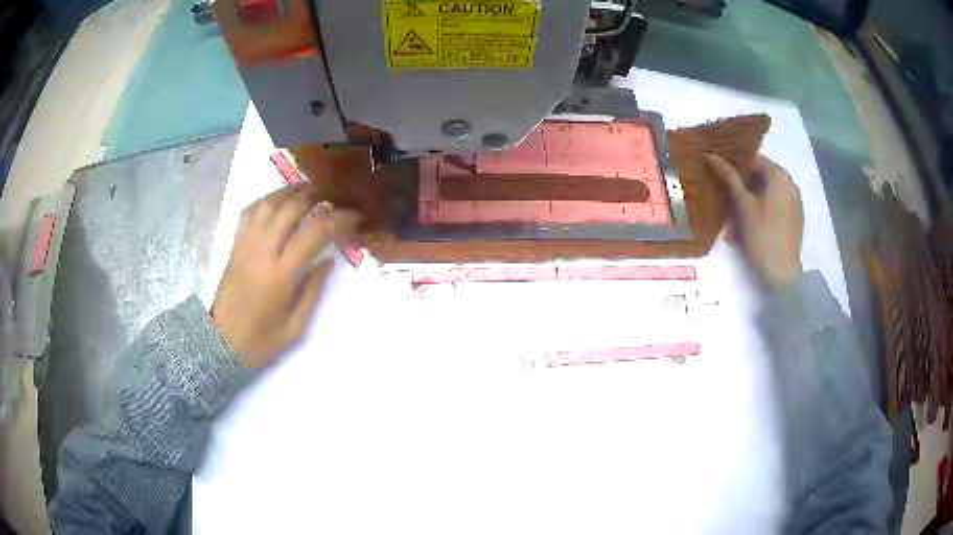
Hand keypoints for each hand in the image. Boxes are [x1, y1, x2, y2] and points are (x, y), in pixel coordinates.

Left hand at [211, 185, 358, 367]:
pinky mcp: (234, 246)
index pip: (315, 232)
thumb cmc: (261, 341)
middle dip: (316, 197)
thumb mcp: (296, 326)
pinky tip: (277, 200)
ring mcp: (245, 245)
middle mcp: (262, 252)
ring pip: (268, 204)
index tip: (355, 216)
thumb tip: (328, 261)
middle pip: (291, 208)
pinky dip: (266, 200)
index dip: (339, 219)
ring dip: (290, 191)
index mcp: (281, 275)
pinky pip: (249, 212)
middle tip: (333, 196)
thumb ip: (313, 291)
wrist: (222, 344)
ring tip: (308, 189)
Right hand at [704, 153, 803, 288]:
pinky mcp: (795, 218)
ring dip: (752, 197)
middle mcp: (790, 183)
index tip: (720, 174)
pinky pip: (776, 204)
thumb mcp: (742, 205)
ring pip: (769, 191)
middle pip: (762, 175)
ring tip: (736, 214)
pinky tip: (752, 223)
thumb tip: (710, 155)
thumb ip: (728, 178)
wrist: (782, 273)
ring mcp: (795, 201)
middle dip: (744, 184)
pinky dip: (763, 208)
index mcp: (779, 175)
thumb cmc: (761, 236)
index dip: (735, 165)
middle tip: (726, 196)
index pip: (753, 159)